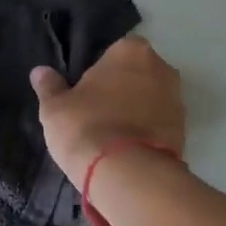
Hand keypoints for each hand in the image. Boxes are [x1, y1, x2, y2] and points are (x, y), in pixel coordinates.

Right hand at [29, 35, 184, 190]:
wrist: (128, 174)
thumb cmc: (87, 127)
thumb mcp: (55, 108)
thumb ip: (49, 86)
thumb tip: (40, 72)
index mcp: (130, 50)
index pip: (112, 52)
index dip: (97, 72)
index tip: (84, 92)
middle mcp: (161, 67)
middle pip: (136, 74)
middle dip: (120, 89)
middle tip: (95, 113)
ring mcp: (177, 99)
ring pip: (149, 99)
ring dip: (135, 111)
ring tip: (111, 136)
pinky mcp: (184, 130)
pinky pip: (158, 124)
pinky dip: (146, 132)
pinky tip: (126, 149)